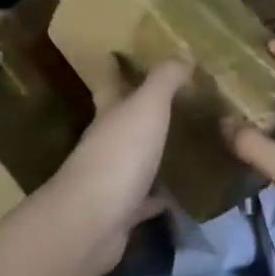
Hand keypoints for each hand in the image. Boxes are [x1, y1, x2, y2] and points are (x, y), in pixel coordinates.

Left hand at [44, 59, 189, 275]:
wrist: (92, 223)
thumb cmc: (119, 155)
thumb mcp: (146, 107)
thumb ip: (164, 80)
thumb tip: (182, 53)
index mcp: (108, 114)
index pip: (108, 82)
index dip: (112, 66)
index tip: (116, 52)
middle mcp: (105, 143)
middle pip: (120, 120)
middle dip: (135, 108)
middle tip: (167, 97)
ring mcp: (111, 180)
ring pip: (135, 158)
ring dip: (152, 152)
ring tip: (182, 143)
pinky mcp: (122, 213)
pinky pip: (145, 200)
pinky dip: (159, 196)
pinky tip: (179, 194)